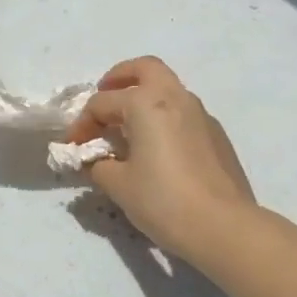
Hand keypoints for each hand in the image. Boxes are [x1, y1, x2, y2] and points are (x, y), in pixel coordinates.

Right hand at [68, 56, 255, 264]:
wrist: (223, 227)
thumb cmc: (164, 200)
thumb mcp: (119, 185)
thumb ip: (99, 165)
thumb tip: (97, 161)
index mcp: (146, 103)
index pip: (102, 103)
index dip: (82, 124)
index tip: (73, 146)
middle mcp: (175, 98)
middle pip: (145, 68)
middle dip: (120, 77)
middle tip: (105, 95)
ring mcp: (201, 114)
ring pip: (168, 88)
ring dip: (145, 96)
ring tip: (129, 125)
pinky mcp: (216, 135)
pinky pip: (183, 112)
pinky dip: (164, 117)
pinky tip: (158, 147)